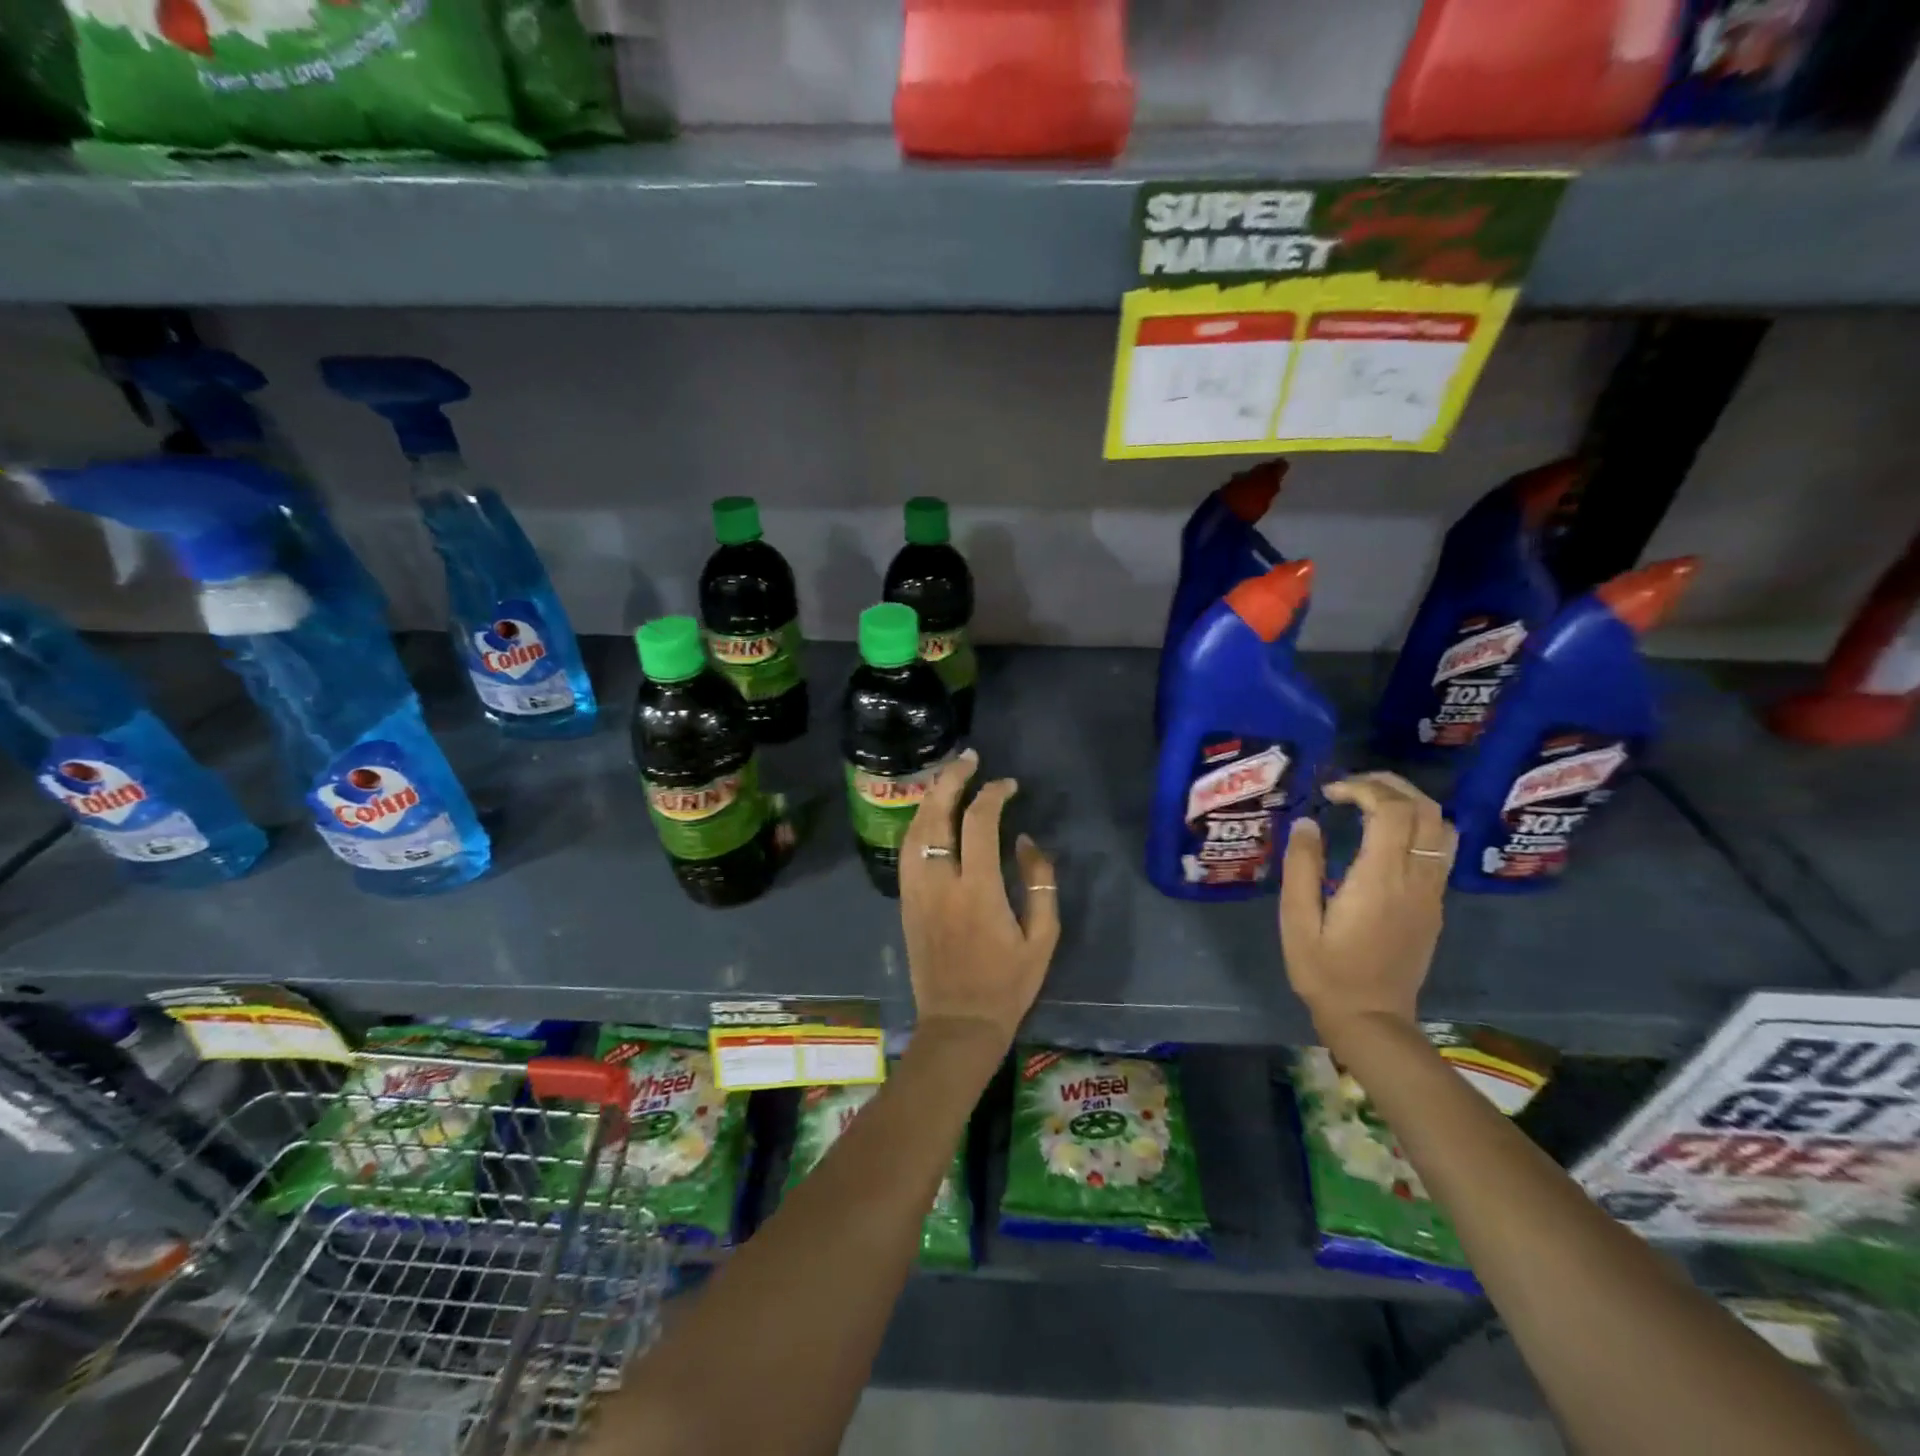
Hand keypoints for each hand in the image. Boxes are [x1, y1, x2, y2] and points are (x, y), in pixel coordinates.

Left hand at [899, 749, 1060, 1049]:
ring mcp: (916, 891)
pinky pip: (906, 851)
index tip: (1008, 784)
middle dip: (951, 780)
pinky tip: (930, 815)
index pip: (979, 823)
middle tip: (968, 759)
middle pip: (937, 815)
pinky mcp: (905, 902)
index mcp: (978, 890)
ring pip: (915, 830)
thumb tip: (1026, 840)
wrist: (959, 1023)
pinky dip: (918, 824)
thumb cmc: (1008, 983)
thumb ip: (1040, 882)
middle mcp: (940, 882)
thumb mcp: (1043, 937)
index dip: (993, 794)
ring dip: (931, 798)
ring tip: (949, 779)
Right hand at [1279, 772, 1455, 1041]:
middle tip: (1350, 787)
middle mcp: (1415, 880)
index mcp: (1380, 880)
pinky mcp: (1434, 905)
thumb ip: (1301, 868)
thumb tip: (1306, 823)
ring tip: (1371, 803)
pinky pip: (1439, 850)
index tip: (1330, 793)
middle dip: (1389, 786)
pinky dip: (1416, 827)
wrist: (1371, 1019)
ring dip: (1410, 803)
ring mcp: (1431, 893)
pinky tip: (1383, 837)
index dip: (1363, 788)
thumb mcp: (1297, 920)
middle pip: (1425, 810)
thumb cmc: (1325, 971)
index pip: (1392, 811)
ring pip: (1442, 827)